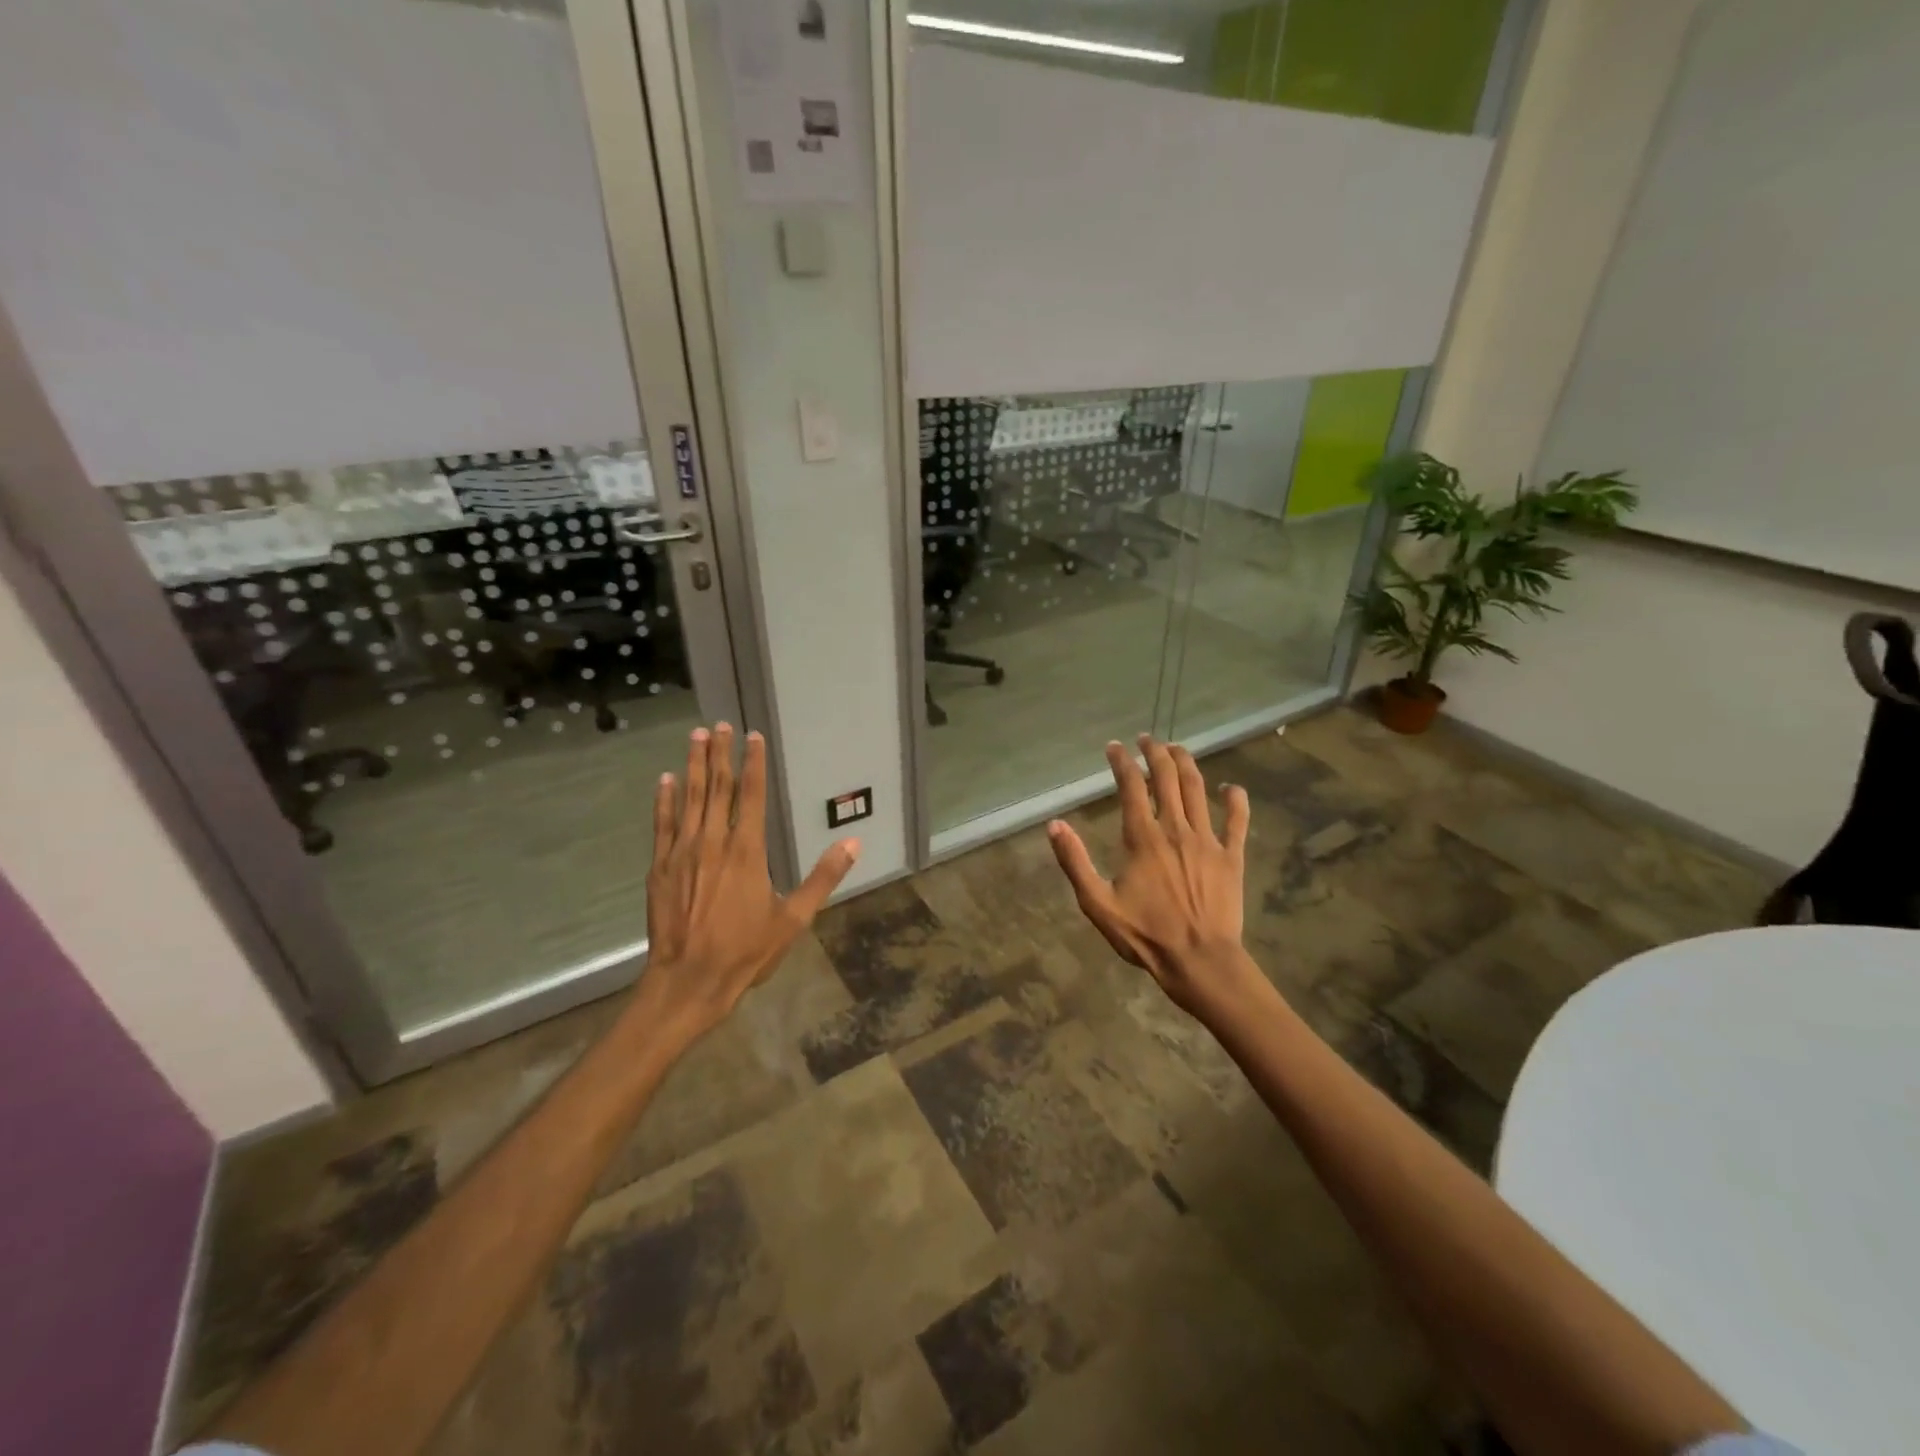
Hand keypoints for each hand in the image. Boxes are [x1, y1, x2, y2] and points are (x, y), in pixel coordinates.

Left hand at [635, 723, 858, 1044]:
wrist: (689, 980)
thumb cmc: (746, 951)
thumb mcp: (795, 918)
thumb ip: (823, 877)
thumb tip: (853, 844)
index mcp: (748, 850)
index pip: (751, 794)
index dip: (753, 763)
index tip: (753, 737)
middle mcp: (713, 841)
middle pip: (717, 787)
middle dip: (720, 753)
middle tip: (720, 724)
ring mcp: (683, 852)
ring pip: (689, 798)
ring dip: (693, 765)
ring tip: (696, 736)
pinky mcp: (661, 867)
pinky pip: (663, 824)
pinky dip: (665, 800)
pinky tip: (666, 779)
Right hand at [1047, 735, 1259, 1018]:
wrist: (1200, 961)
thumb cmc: (1145, 935)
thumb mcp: (1097, 903)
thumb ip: (1075, 862)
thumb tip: (1054, 825)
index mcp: (1142, 837)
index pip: (1131, 786)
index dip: (1121, 761)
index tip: (1114, 747)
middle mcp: (1175, 829)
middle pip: (1167, 777)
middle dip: (1155, 752)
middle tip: (1147, 739)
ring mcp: (1207, 840)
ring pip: (1198, 789)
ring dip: (1186, 763)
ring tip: (1177, 749)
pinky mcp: (1232, 856)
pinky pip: (1238, 820)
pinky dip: (1235, 799)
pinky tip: (1231, 787)